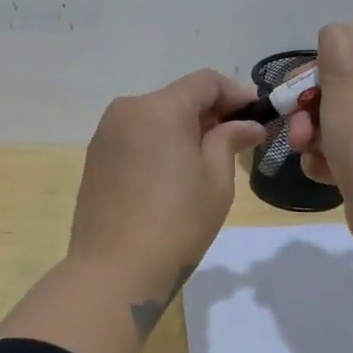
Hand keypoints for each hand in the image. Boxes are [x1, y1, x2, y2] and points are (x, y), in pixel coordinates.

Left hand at [69, 69, 266, 301]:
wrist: (114, 270)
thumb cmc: (177, 223)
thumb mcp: (216, 180)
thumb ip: (230, 140)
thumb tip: (249, 125)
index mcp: (159, 108)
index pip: (205, 81)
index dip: (235, 94)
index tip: (256, 117)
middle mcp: (127, 110)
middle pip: (178, 97)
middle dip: (210, 113)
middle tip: (237, 141)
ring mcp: (106, 134)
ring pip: (155, 116)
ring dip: (184, 128)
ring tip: (206, 161)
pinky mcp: (95, 157)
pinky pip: (136, 136)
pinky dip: (159, 143)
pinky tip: (173, 174)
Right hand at [284, 23, 352, 250]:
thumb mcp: (345, 76)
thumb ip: (336, 44)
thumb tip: (339, 31)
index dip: (323, 69)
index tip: (303, 85)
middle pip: (340, 92)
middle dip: (310, 108)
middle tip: (298, 125)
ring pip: (334, 125)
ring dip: (313, 136)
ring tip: (306, 150)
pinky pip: (340, 154)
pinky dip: (325, 160)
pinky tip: (321, 170)